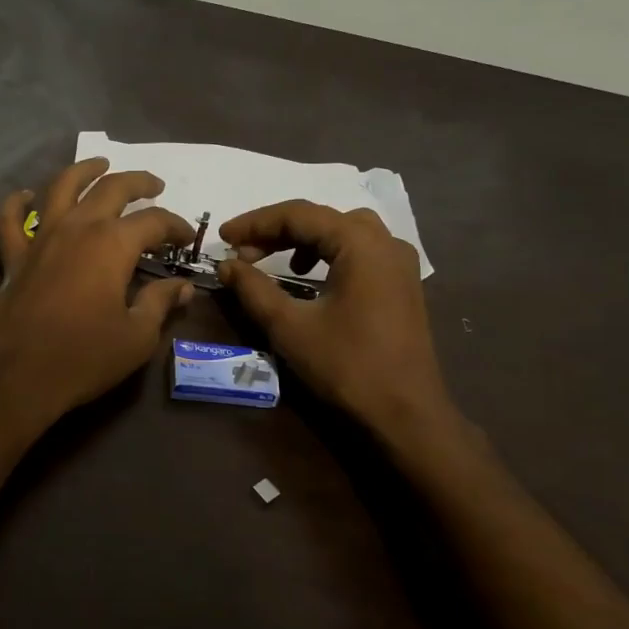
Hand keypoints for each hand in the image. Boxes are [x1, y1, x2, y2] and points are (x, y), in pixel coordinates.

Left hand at [0, 158, 194, 433]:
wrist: (18, 377)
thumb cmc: (84, 357)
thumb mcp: (137, 337)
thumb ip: (160, 304)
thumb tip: (182, 287)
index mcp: (112, 244)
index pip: (153, 221)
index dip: (175, 225)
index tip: (186, 238)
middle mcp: (77, 228)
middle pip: (110, 188)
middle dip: (138, 182)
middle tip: (154, 185)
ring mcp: (40, 238)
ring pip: (61, 188)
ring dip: (83, 170)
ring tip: (99, 163)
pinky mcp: (13, 257)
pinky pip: (11, 220)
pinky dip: (17, 203)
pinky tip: (24, 196)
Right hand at [216, 201, 463, 442]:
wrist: (405, 413)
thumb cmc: (346, 365)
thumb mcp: (289, 326)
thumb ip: (253, 288)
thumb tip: (226, 264)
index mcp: (360, 243)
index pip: (299, 214)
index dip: (255, 223)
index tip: (223, 239)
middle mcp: (386, 242)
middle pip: (322, 219)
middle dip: (276, 231)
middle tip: (241, 252)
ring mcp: (399, 263)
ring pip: (342, 232)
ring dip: (302, 241)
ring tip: (271, 262)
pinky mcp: (401, 285)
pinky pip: (359, 252)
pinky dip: (327, 255)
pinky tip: (308, 279)